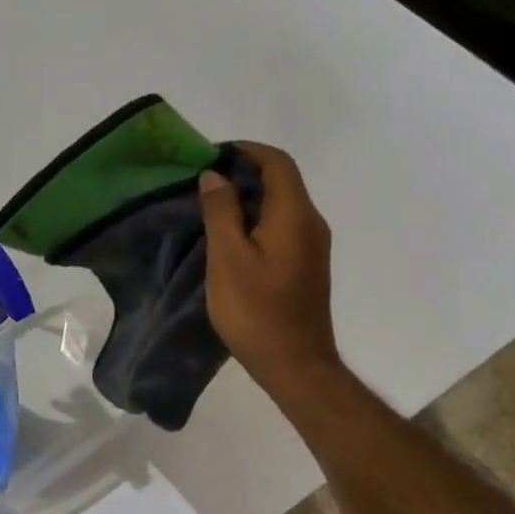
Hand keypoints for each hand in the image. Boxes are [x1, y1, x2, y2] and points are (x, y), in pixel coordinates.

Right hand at [199, 141, 340, 387]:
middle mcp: (311, 222)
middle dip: (243, 172)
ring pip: (281, 204)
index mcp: (295, 214)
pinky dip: (256, 218)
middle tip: (202, 182)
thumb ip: (221, 211)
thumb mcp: (228, 257)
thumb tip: (215, 175)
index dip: (245, 150)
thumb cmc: (256, 310)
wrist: (295, 364)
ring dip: (248, 197)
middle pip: (282, 180)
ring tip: (209, 207)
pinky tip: (229, 237)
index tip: (210, 155)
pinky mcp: (306, 265)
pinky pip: (282, 226)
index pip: (277, 162)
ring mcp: (312, 245)